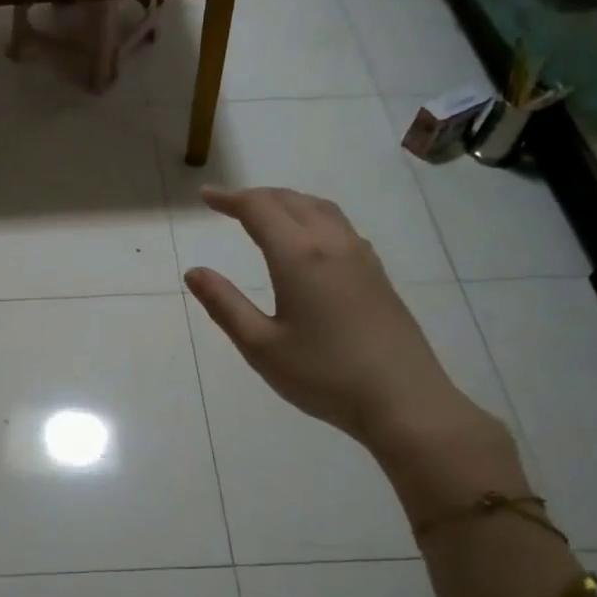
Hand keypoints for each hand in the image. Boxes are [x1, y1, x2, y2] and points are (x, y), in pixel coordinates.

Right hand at [184, 186, 486, 452]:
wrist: (402, 399)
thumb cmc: (323, 375)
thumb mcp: (261, 346)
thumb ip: (225, 305)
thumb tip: (194, 272)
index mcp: (299, 257)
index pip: (259, 210)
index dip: (229, 199)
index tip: (205, 197)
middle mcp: (332, 244)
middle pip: (291, 201)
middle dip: (256, 196)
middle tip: (227, 204)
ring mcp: (360, 257)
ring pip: (320, 209)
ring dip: (287, 202)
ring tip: (264, 213)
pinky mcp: (376, 274)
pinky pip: (339, 226)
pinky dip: (311, 216)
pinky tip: (307, 239)